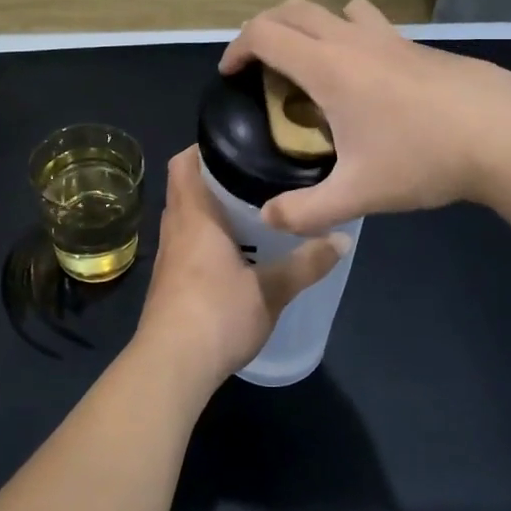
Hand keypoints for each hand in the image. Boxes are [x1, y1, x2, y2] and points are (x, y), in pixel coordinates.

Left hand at [133, 148, 345, 386]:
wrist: (171, 366)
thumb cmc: (217, 314)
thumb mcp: (271, 290)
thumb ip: (306, 263)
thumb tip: (344, 240)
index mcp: (194, 218)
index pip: (184, 164)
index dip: (203, 149)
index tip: (237, 144)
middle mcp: (174, 231)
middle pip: (186, 190)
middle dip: (216, 180)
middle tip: (257, 178)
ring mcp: (167, 260)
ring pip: (186, 221)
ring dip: (212, 214)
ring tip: (253, 213)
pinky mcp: (168, 286)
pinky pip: (186, 248)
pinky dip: (206, 242)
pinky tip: (235, 257)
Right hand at [219, 0, 510, 234]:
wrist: (508, 135)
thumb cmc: (425, 158)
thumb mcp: (358, 194)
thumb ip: (306, 211)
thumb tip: (268, 217)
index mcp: (329, 68)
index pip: (265, 34)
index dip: (237, 48)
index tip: (230, 75)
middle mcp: (354, 42)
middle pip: (295, 10)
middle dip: (266, 29)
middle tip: (259, 65)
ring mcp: (392, 39)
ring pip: (339, 9)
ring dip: (314, 27)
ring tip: (314, 67)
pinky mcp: (421, 47)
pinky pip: (372, 27)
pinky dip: (351, 39)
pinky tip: (369, 85)